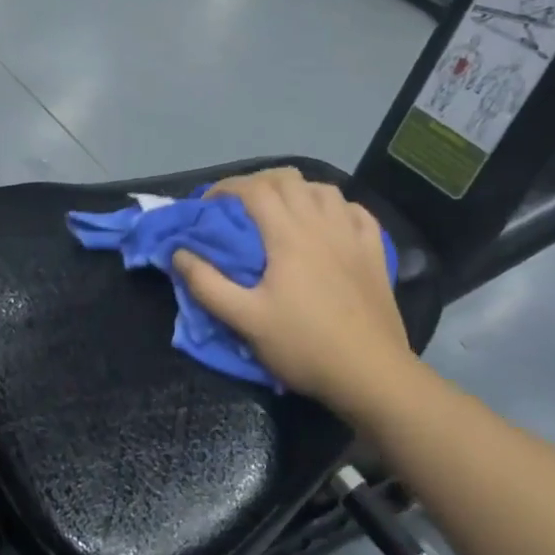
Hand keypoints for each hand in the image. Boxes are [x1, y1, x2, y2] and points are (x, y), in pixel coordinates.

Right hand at [173, 167, 419, 417]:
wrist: (371, 373)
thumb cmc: (304, 345)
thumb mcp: (245, 320)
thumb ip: (207, 285)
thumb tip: (178, 253)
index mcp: (288, 235)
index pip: (254, 189)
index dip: (226, 187)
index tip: (208, 203)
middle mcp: (321, 223)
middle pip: (288, 180)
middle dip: (258, 183)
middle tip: (239, 206)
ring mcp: (353, 235)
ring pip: (324, 189)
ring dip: (297, 190)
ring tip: (282, 210)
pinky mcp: (375, 252)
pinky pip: (356, 212)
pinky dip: (336, 207)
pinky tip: (329, 221)